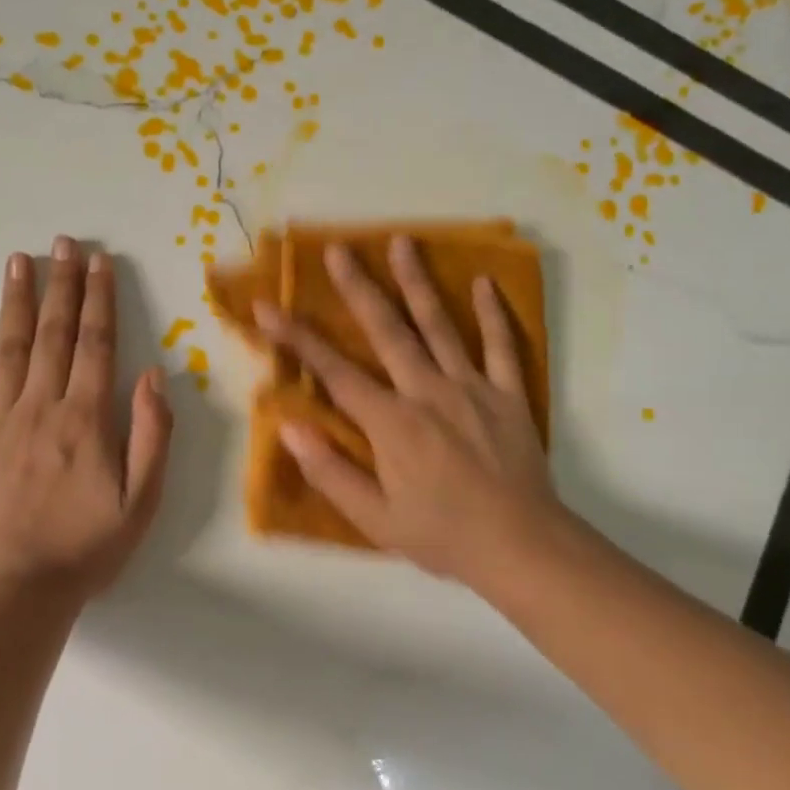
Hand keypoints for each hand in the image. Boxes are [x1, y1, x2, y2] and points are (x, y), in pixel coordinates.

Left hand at [0, 238, 172, 598]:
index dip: (99, 299)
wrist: (16, 594)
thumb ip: (151, 434)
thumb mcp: (142, 500)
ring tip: (18, 260)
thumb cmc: (87, 548)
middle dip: (61, 285)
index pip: (96, 344)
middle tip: (62, 243)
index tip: (98, 261)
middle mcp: (40, 407)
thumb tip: (151, 374)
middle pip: (54, 334)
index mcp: (85, 418)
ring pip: (7, 349)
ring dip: (15, 302)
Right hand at [255, 235, 565, 582]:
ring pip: (438, 325)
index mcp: (391, 422)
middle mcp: (427, 391)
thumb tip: (289, 426)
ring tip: (402, 242)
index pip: (334, 372)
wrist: (521, 548)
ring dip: (417, 282)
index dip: (297, 338)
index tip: (268, 307)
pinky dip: (492, 314)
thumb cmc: (442, 535)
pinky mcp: (507, 394)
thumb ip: (331, 471)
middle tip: (339, 248)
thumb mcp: (375, 518)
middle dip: (358, 287)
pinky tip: (483, 282)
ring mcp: (471, 387)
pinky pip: (500, 346)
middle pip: (386, 330)